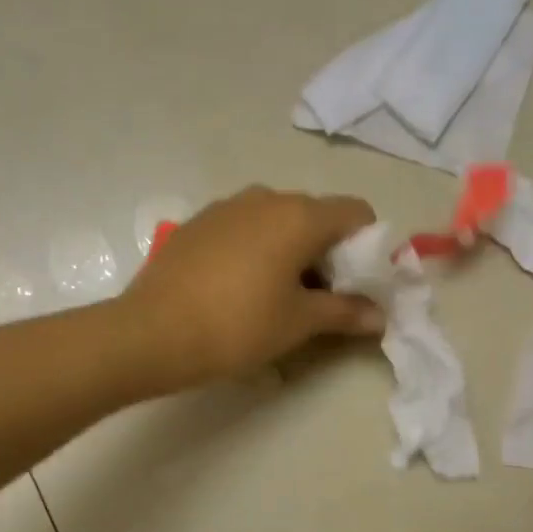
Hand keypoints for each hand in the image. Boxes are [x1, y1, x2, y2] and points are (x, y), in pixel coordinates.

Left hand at [122, 187, 384, 389]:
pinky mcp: (197, 224)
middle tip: (322, 299)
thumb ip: (345, 312)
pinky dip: (257, 252)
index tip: (360, 284)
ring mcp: (226, 207)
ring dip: (291, 253)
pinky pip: (243, 230)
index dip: (369, 246)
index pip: (357, 212)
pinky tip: (239, 290)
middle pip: (316, 216)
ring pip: (277, 222)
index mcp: (299, 215)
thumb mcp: (299, 323)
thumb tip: (380, 316)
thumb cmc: (238, 326)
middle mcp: (265, 197)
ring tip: (278, 298)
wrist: (152, 333)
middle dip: (329, 254)